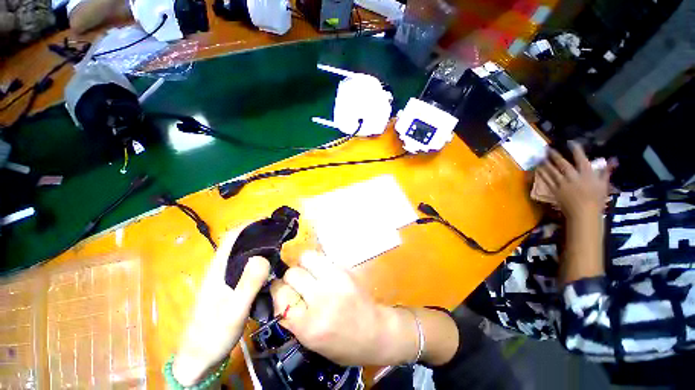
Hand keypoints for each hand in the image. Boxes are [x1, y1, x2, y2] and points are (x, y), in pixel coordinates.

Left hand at [172, 230, 269, 385]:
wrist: (199, 359)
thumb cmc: (213, 334)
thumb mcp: (234, 310)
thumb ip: (248, 284)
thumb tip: (263, 256)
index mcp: (219, 268)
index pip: (232, 236)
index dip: (250, 225)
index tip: (270, 221)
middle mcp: (221, 269)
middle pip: (239, 242)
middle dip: (259, 233)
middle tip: (281, 234)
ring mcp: (224, 279)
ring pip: (243, 254)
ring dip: (260, 246)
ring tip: (280, 246)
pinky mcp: (229, 288)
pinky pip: (246, 267)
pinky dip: (259, 260)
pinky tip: (270, 266)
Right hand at [269, 251, 416, 365]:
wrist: (375, 331)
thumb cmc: (343, 344)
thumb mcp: (311, 342)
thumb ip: (293, 319)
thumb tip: (281, 293)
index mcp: (309, 325)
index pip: (281, 295)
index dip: (278, 290)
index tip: (282, 290)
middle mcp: (321, 299)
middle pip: (292, 273)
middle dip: (291, 277)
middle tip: (299, 283)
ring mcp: (335, 280)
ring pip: (307, 257)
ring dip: (305, 264)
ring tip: (310, 272)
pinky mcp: (346, 270)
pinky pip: (323, 258)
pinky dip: (319, 263)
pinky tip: (324, 272)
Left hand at [537, 142, 616, 218]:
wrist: (583, 213)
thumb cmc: (596, 200)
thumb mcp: (604, 185)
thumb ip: (605, 171)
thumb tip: (613, 159)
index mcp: (586, 174)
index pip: (581, 159)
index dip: (576, 149)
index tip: (571, 142)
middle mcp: (573, 177)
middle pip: (562, 164)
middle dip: (555, 155)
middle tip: (547, 149)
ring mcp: (562, 184)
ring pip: (552, 171)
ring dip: (546, 163)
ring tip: (540, 157)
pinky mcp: (554, 191)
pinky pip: (546, 181)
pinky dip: (542, 174)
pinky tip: (538, 170)